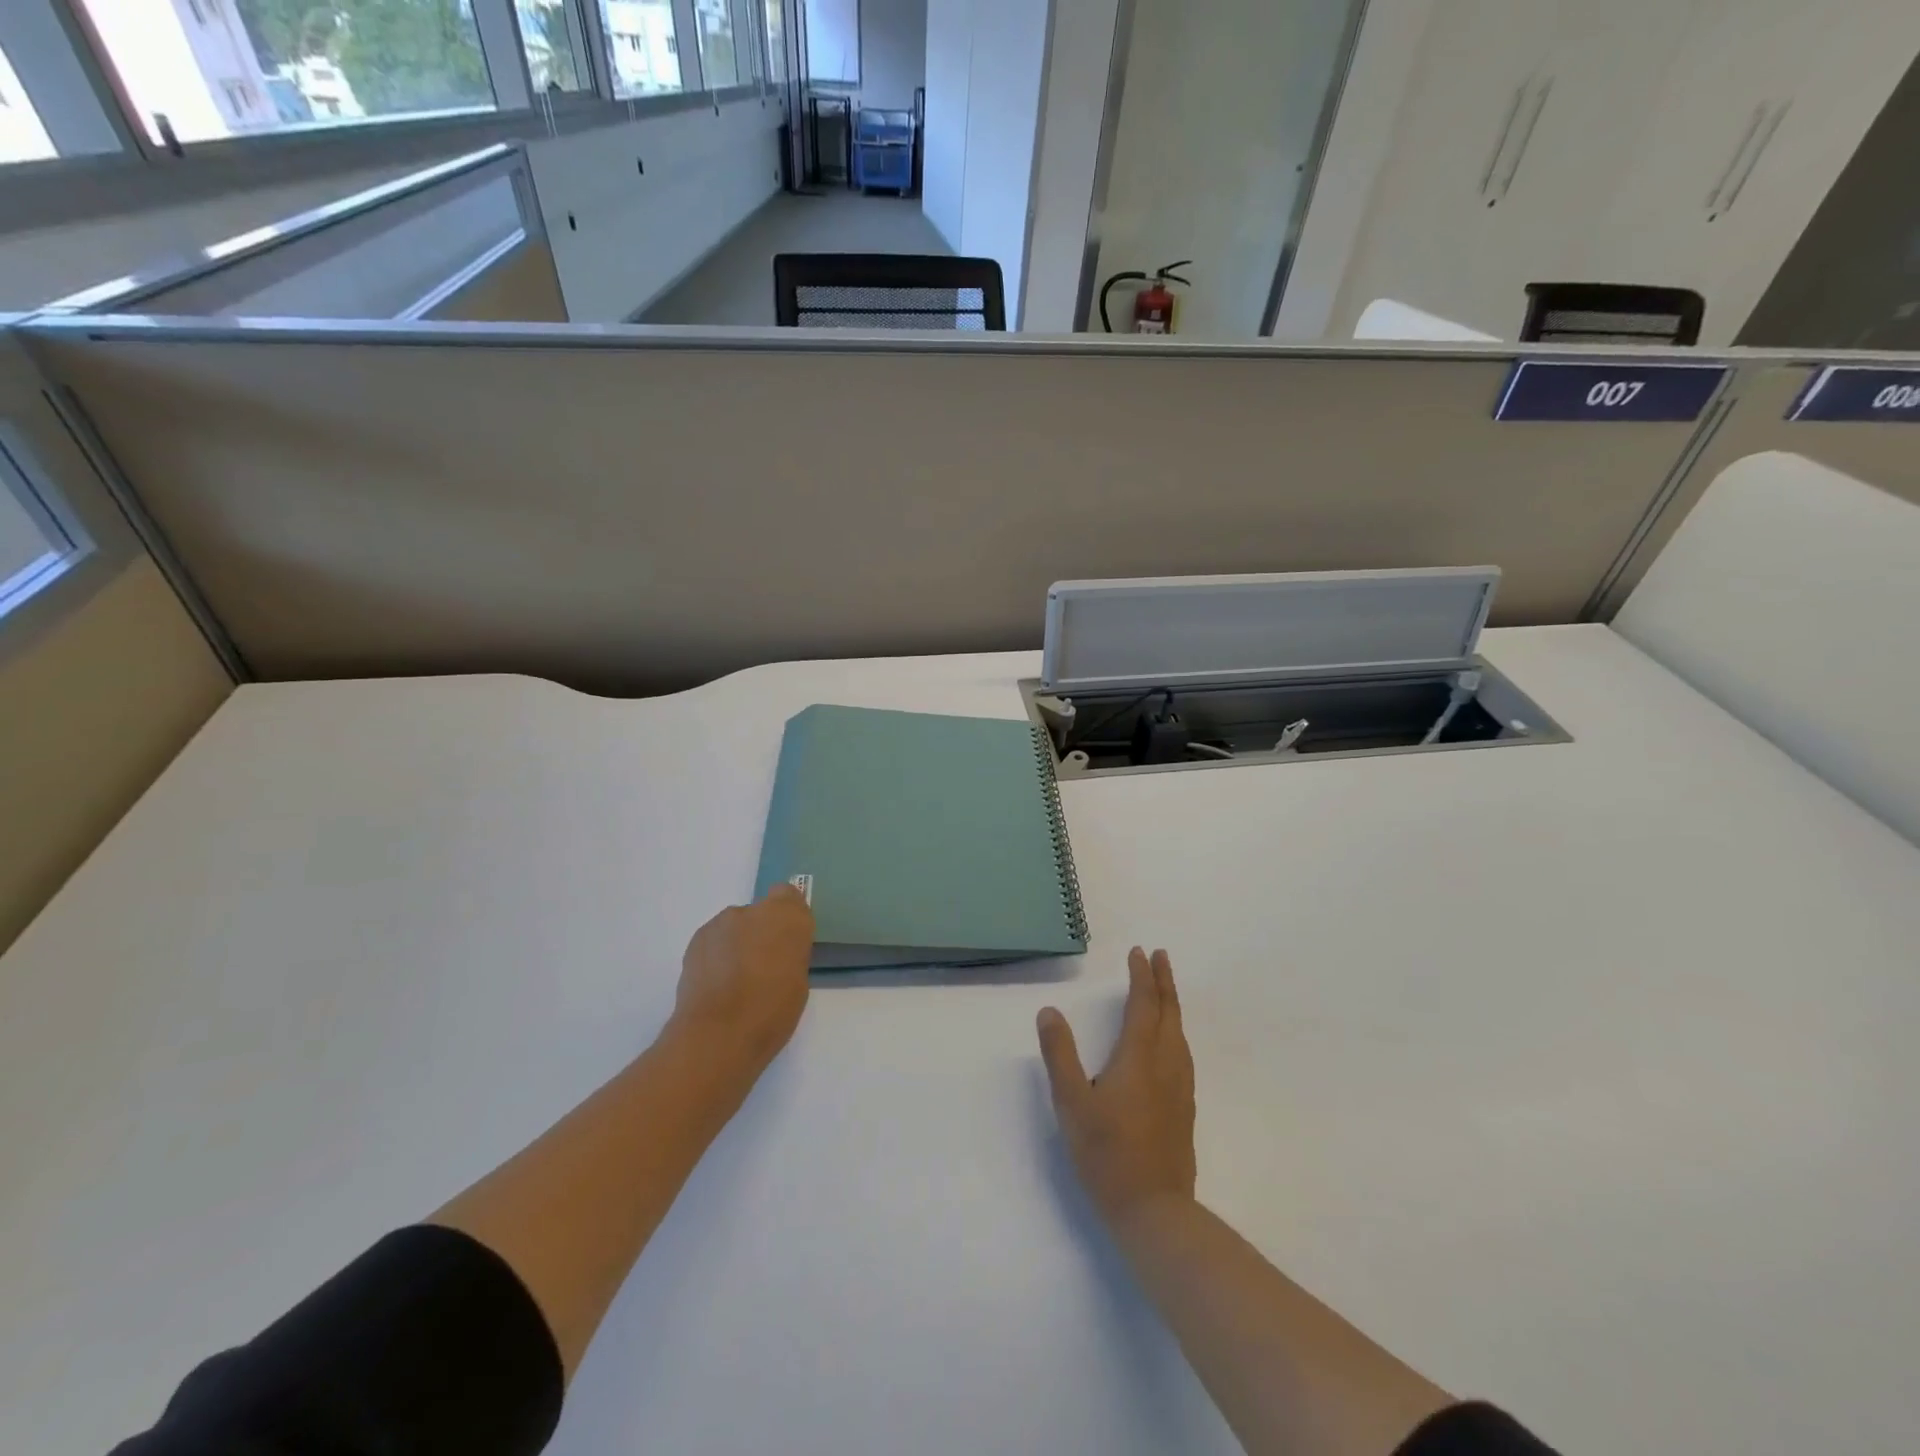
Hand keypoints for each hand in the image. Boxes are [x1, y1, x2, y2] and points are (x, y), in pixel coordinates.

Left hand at [671, 885, 814, 1074]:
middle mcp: (754, 910)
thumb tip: (776, 955)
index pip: (789, 895)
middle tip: (761, 967)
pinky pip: (714, 940)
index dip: (787, 917)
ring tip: (733, 982)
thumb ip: (789, 955)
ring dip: (737, 944)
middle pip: (760, 912)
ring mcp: (721, 923)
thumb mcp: (798, 981)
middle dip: (760, 933)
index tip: (787, 943)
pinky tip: (715, 986)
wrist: (718, 1033)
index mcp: (788, 917)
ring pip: (734, 927)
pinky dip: (716, 956)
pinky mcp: (696, 940)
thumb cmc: (772, 1011)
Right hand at [1037, 947, 1196, 1227]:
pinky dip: (1176, 1031)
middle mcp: (1165, 1064)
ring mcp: (1179, 1088)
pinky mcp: (1184, 1109)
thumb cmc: (1106, 1154)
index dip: (1141, 977)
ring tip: (1165, 991)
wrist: (1154, 1210)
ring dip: (1172, 1005)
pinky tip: (1171, 1044)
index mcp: (1138, 1057)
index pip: (1143, 1005)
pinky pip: (1183, 1053)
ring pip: (1179, 1033)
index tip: (1139, 952)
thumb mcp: (1071, 1103)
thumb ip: (1060, 1054)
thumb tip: (1049, 1011)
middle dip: (1163, 982)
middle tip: (1161, 956)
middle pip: (1168, 1013)